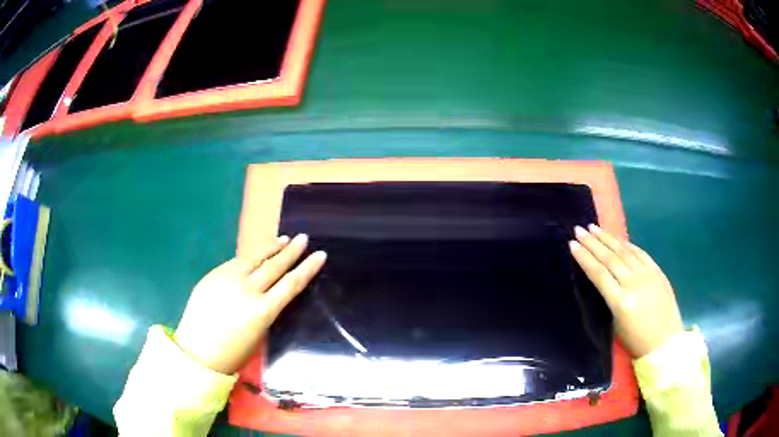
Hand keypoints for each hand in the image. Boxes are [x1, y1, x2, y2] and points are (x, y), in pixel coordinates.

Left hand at [174, 234, 326, 373]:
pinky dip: (250, 257)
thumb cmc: (233, 352)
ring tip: (284, 239)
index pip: (291, 284)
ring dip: (271, 249)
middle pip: (274, 266)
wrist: (198, 351)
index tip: (320, 255)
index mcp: (263, 311)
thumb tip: (271, 292)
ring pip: (255, 259)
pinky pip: (236, 262)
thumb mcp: (259, 333)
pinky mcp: (214, 275)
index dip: (307, 269)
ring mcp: (228, 280)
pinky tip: (256, 255)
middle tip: (304, 238)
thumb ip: (266, 309)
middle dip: (291, 252)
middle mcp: (248, 290)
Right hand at [569, 225, 682, 357]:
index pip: (599, 274)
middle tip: (579, 230)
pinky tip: (618, 240)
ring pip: (624, 252)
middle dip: (592, 243)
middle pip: (610, 258)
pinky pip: (640, 253)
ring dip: (608, 239)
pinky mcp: (657, 271)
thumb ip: (610, 299)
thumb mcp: (617, 324)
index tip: (572, 245)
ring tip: (594, 228)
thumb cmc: (636, 341)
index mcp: (621, 302)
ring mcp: (647, 275)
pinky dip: (627, 245)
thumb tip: (602, 278)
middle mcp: (634, 284)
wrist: (664, 341)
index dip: (584, 258)